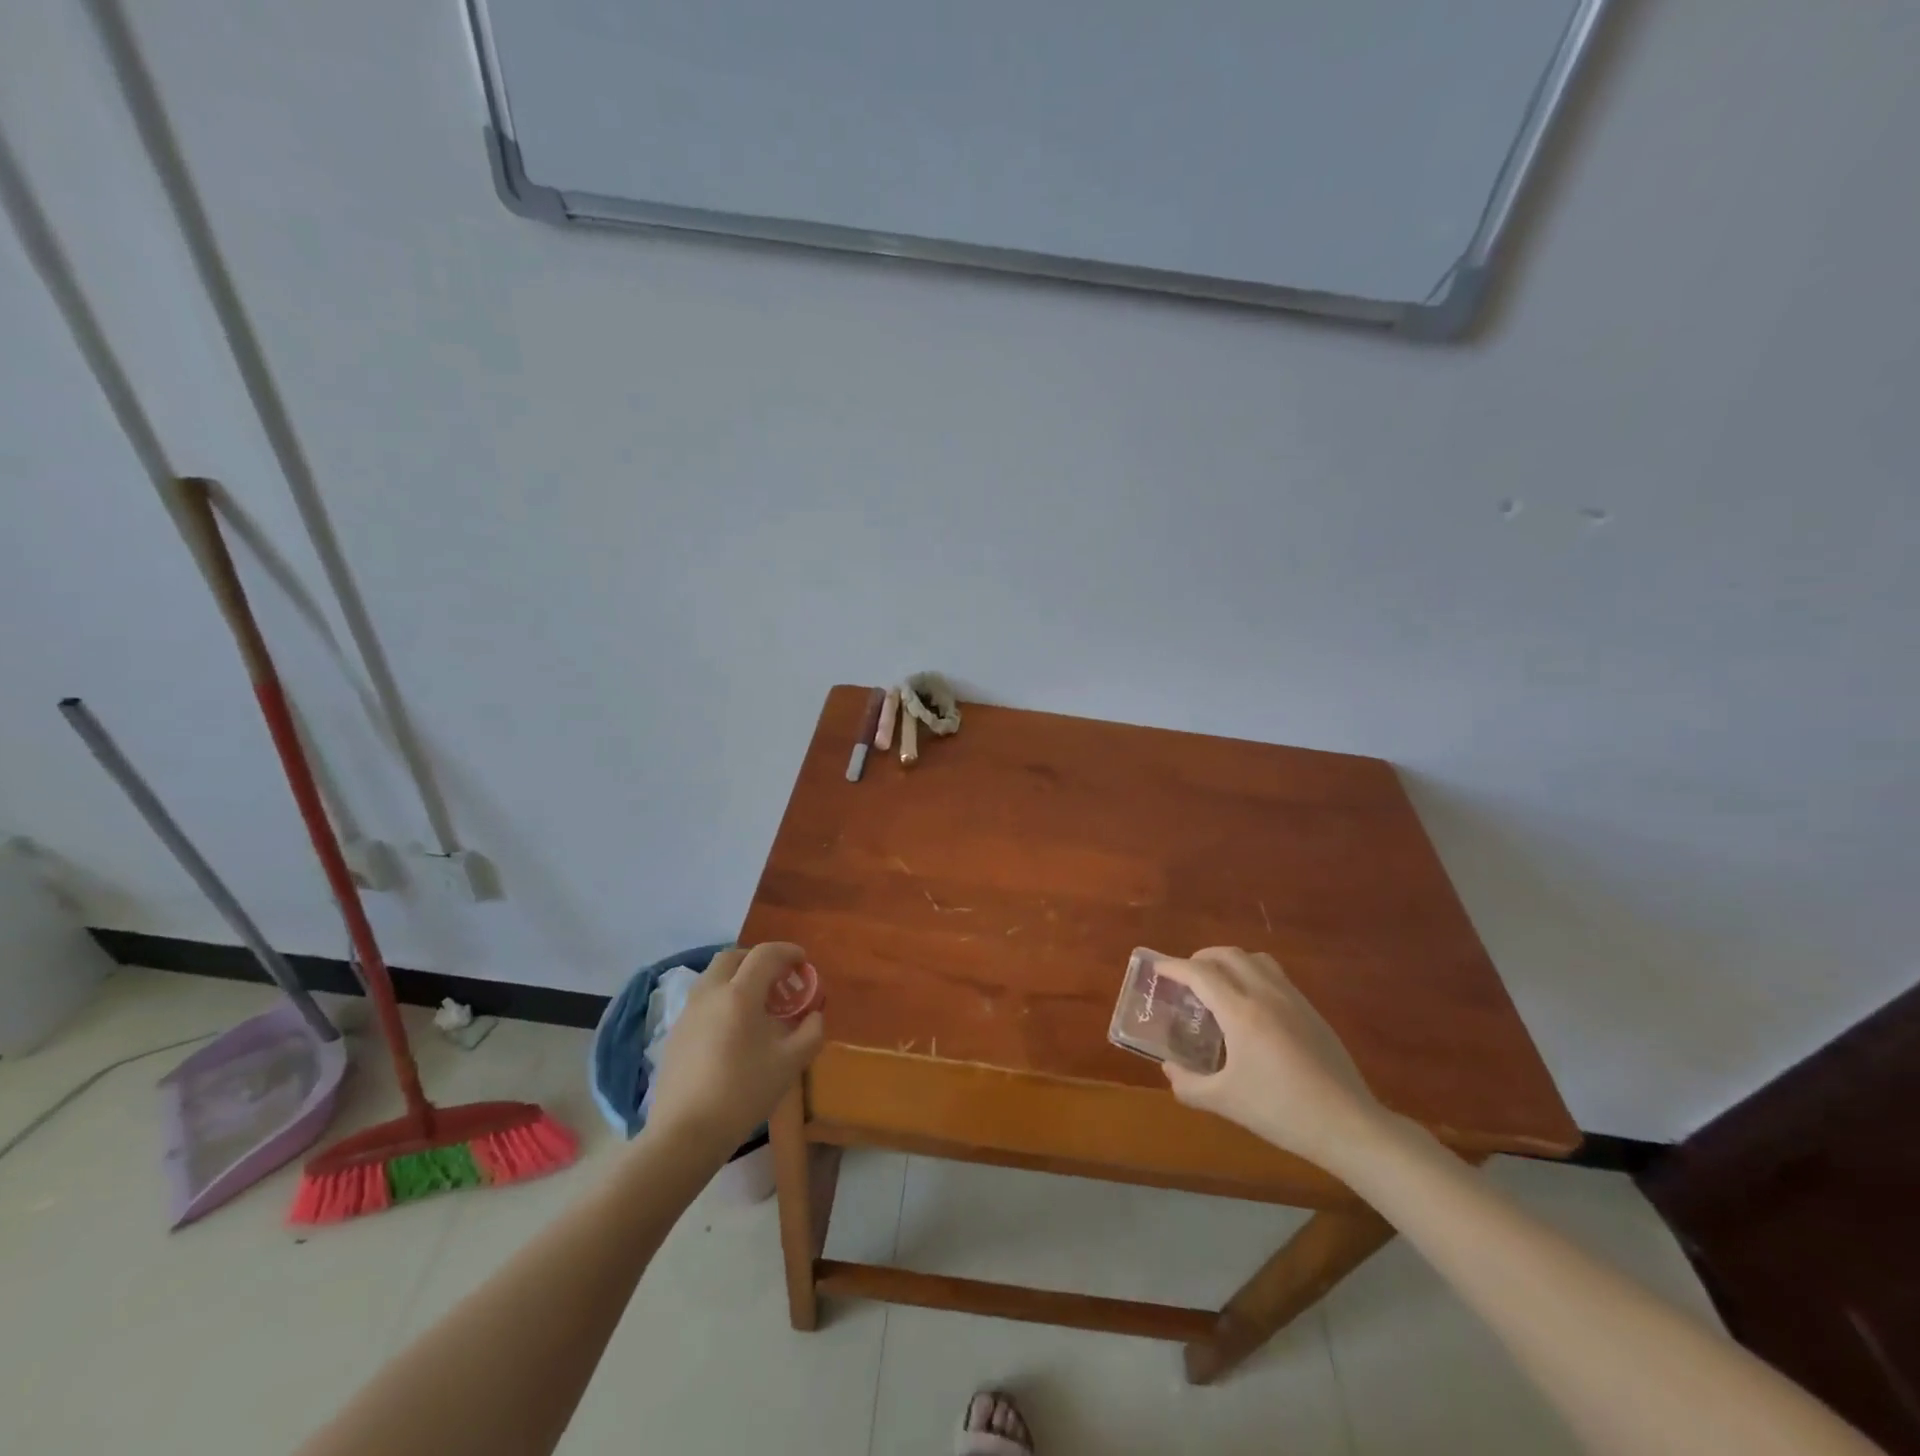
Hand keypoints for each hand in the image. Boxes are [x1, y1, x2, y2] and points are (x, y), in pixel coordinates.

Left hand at [647, 942, 824, 1153]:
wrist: (686, 1133)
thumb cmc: (743, 1093)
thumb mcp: (790, 1063)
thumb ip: (811, 1032)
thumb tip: (814, 1015)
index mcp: (739, 994)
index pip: (765, 954)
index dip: (788, 952)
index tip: (803, 963)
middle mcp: (710, 993)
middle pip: (733, 957)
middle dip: (758, 960)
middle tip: (778, 979)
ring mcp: (688, 1012)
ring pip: (714, 977)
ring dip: (738, 978)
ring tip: (757, 1004)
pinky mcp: (675, 1032)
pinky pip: (703, 1000)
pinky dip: (722, 999)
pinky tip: (733, 1030)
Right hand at [1157, 947, 1387, 1172]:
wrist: (1348, 1125)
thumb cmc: (1281, 1111)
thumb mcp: (1226, 1102)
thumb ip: (1189, 1084)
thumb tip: (1169, 1069)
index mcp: (1241, 1012)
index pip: (1200, 973)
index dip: (1174, 967)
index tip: (1157, 969)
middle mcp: (1266, 994)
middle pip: (1228, 955)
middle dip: (1200, 959)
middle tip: (1185, 977)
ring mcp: (1293, 999)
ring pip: (1255, 959)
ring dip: (1229, 962)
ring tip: (1217, 984)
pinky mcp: (1311, 1011)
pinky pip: (1275, 975)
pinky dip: (1252, 974)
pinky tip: (1250, 1006)